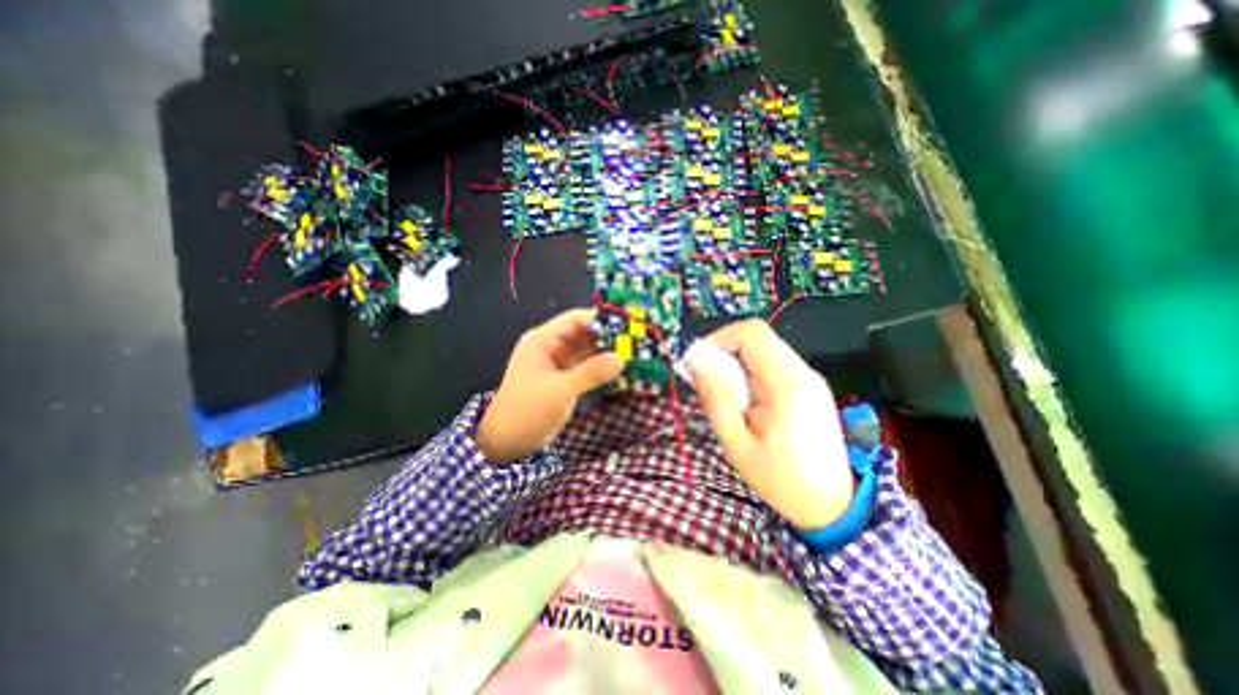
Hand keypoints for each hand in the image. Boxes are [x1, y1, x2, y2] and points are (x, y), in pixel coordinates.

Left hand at [476, 309, 625, 460]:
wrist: (508, 442)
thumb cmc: (528, 410)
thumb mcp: (560, 390)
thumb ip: (591, 373)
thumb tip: (621, 359)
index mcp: (543, 340)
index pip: (575, 320)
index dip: (600, 321)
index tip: (626, 326)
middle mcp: (552, 347)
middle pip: (584, 335)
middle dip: (608, 338)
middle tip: (636, 342)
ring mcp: (560, 364)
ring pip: (588, 352)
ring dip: (608, 353)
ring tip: (635, 354)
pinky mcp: (566, 380)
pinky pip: (588, 368)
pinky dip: (603, 368)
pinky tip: (622, 370)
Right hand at [687, 319, 853, 525]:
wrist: (832, 506)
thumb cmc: (780, 479)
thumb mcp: (737, 443)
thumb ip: (716, 396)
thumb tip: (695, 359)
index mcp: (787, 384)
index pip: (751, 333)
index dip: (719, 339)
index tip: (700, 365)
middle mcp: (803, 372)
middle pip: (757, 338)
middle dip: (725, 354)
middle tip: (710, 386)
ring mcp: (809, 378)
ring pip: (763, 350)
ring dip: (737, 365)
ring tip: (729, 399)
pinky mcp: (809, 387)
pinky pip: (772, 365)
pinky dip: (751, 374)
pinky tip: (747, 403)